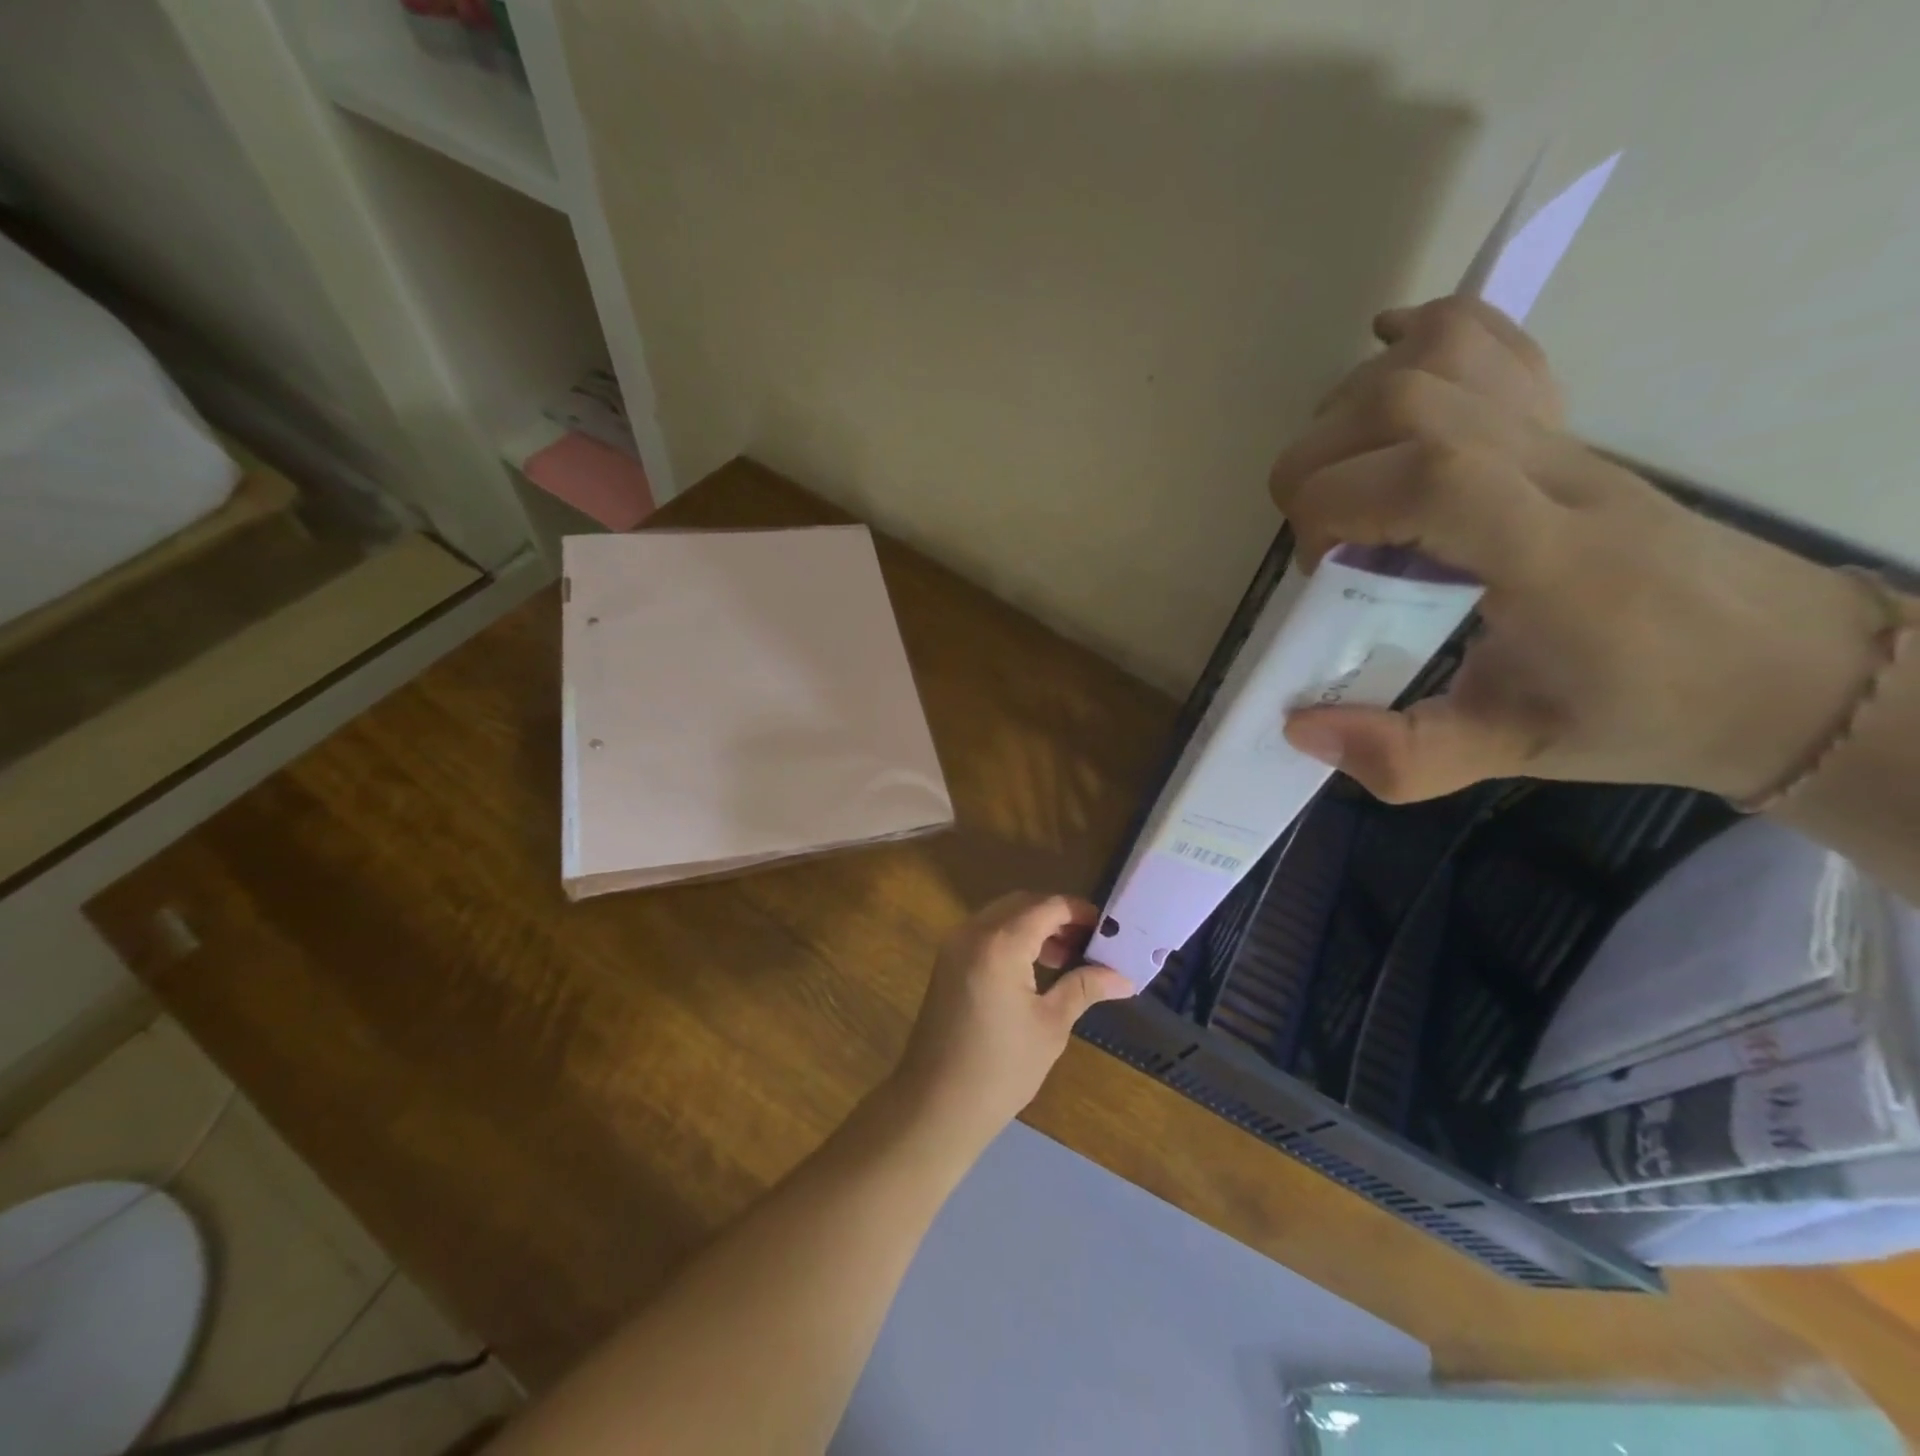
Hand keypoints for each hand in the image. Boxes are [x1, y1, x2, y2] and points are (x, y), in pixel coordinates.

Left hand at [891, 893, 1131, 1149]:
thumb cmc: (1001, 1067)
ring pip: (1002, 915)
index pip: (1047, 907)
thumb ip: (1084, 988)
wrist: (937, 1103)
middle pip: (1022, 904)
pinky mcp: (947, 962)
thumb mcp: (1051, 1025)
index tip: (1108, 929)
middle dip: (1057, 916)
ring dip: (1034, 926)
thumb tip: (1125, 977)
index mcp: (1000, 943)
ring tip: (1068, 958)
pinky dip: (1012, 938)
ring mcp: (954, 945)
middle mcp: (972, 932)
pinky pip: (985, 933)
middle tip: (1089, 943)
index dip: (1079, 911)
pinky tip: (1035, 968)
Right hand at [1269, 297, 1885, 803]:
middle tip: (1320, 541)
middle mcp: (1554, 474)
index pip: (1427, 476)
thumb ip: (1405, 757)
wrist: (1776, 665)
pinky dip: (1416, 338)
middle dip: (1318, 462)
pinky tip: (1380, 364)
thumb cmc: (1642, 711)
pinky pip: (1484, 342)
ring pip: (1434, 362)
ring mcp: (1562, 436)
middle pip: (1409, 403)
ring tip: (1338, 483)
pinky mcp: (1561, 424)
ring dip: (1349, 411)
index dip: (1335, 504)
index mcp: (1550, 557)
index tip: (1321, 568)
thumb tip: (1297, 727)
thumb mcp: (1515, 755)